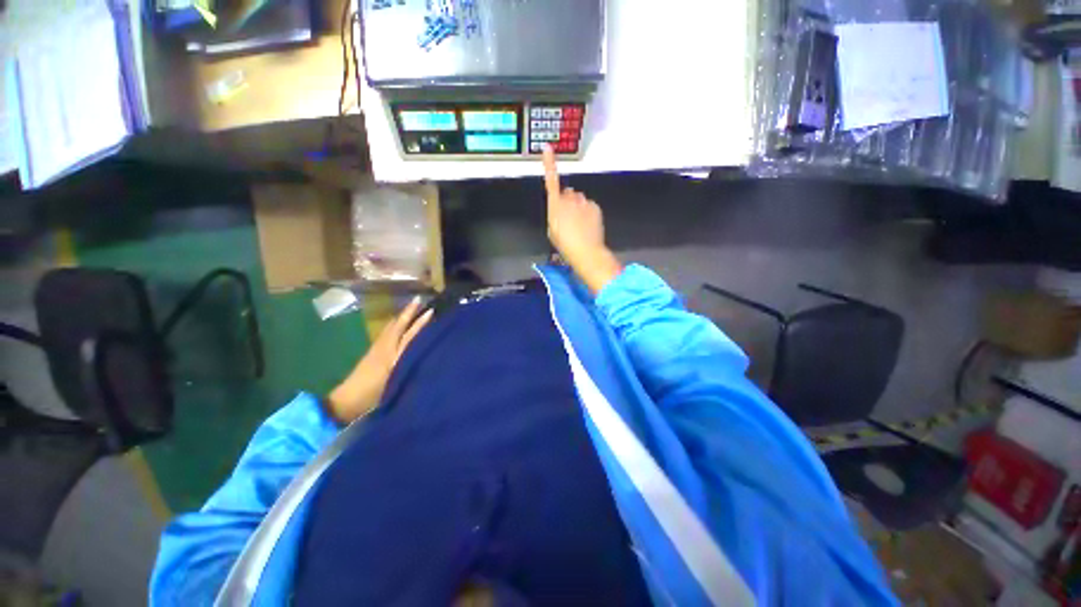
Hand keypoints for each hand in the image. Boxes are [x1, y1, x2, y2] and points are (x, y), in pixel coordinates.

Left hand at [327, 297, 433, 423]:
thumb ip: (409, 366)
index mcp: (393, 354)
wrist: (347, 401)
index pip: (409, 334)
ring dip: (401, 317)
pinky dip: (394, 325)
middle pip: (398, 325)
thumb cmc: (374, 395)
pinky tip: (396, 325)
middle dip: (408, 312)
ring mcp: (377, 349)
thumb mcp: (395, 382)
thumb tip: (426, 353)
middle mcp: (385, 347)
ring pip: (391, 327)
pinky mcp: (372, 353)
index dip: (420, 322)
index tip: (431, 310)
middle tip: (418, 299)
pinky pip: (386, 332)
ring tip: (410, 309)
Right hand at [543, 146, 622, 293]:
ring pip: (579, 200)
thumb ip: (555, 214)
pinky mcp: (595, 206)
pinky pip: (589, 205)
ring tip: (579, 225)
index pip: (551, 180)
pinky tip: (588, 225)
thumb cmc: (564, 244)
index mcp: (555, 205)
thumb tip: (561, 207)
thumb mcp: (552, 230)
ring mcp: (584, 201)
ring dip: (578, 207)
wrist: (586, 251)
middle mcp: (569, 199)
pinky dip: (588, 212)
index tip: (548, 148)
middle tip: (568, 220)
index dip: (549, 164)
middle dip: (567, 201)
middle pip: (567, 194)